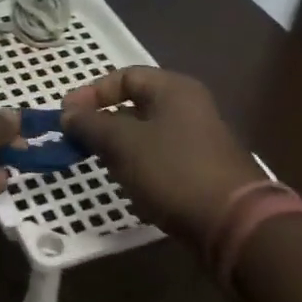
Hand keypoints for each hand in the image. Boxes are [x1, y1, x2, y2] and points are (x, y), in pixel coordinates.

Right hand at [62, 68, 266, 248]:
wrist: (234, 225)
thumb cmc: (174, 170)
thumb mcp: (123, 143)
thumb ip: (91, 124)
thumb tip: (67, 114)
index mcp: (174, 89)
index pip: (125, 76)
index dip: (92, 92)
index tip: (67, 115)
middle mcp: (189, 108)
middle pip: (135, 105)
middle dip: (103, 122)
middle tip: (78, 141)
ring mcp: (198, 141)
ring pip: (145, 135)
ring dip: (119, 147)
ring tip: (99, 164)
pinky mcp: (200, 171)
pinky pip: (159, 159)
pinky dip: (138, 167)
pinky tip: (128, 186)